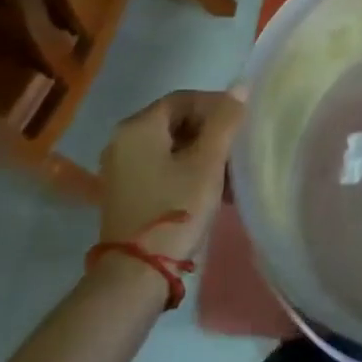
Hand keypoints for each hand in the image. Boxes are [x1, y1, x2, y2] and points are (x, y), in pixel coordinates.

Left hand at [99, 88, 245, 260]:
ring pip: (170, 146)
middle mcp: (122, 141)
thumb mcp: (207, 163)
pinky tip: (210, 188)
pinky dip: (185, 170)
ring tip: (229, 173)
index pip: (183, 99)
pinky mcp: (125, 192)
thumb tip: (240, 87)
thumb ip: (225, 121)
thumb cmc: (175, 208)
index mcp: (138, 127)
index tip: (241, 123)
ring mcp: (120, 168)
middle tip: (237, 149)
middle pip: (175, 122)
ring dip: (201, 153)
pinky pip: (160, 166)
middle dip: (210, 132)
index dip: (216, 106)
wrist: (137, 274)